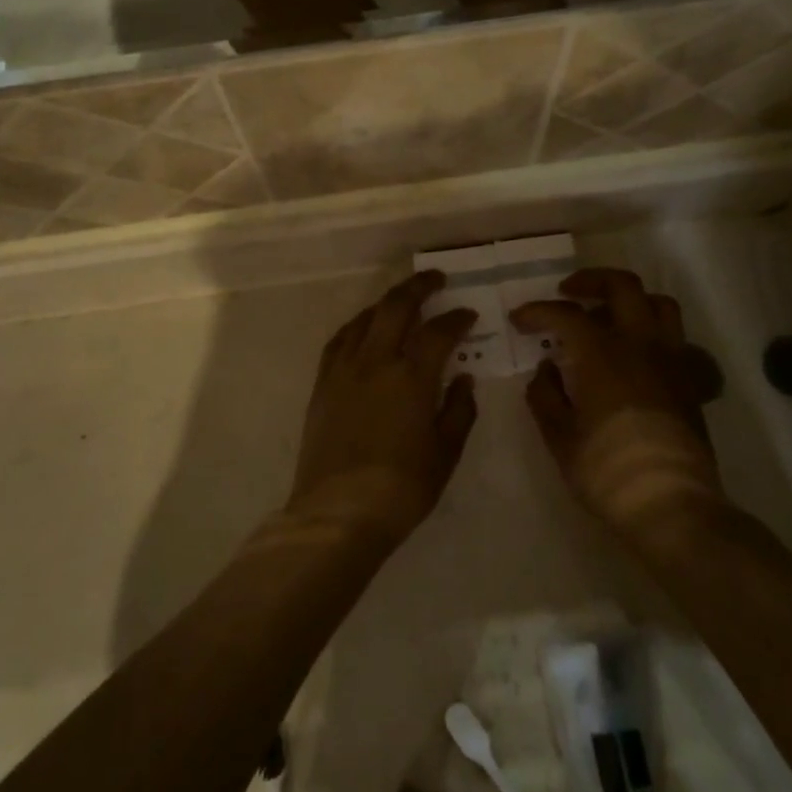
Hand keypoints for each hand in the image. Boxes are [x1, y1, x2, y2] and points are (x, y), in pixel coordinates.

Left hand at [286, 272, 478, 545]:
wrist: (338, 512)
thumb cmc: (401, 488)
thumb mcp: (445, 452)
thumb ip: (459, 410)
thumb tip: (464, 379)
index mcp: (412, 376)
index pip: (439, 332)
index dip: (457, 319)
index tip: (468, 316)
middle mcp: (376, 361)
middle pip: (397, 306)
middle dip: (419, 286)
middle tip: (435, 279)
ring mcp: (344, 369)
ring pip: (366, 318)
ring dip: (387, 303)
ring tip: (402, 301)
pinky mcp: (323, 383)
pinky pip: (340, 339)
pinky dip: (357, 325)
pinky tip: (364, 329)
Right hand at [511, 268, 725, 538]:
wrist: (670, 504)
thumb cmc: (606, 470)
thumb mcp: (559, 436)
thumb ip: (546, 395)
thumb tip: (546, 370)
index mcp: (602, 353)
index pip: (564, 314)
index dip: (537, 311)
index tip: (519, 320)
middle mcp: (640, 344)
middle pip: (622, 286)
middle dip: (591, 280)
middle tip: (569, 293)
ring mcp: (671, 360)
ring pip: (660, 305)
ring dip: (632, 301)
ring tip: (609, 317)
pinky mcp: (691, 382)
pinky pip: (678, 341)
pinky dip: (657, 336)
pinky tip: (640, 357)